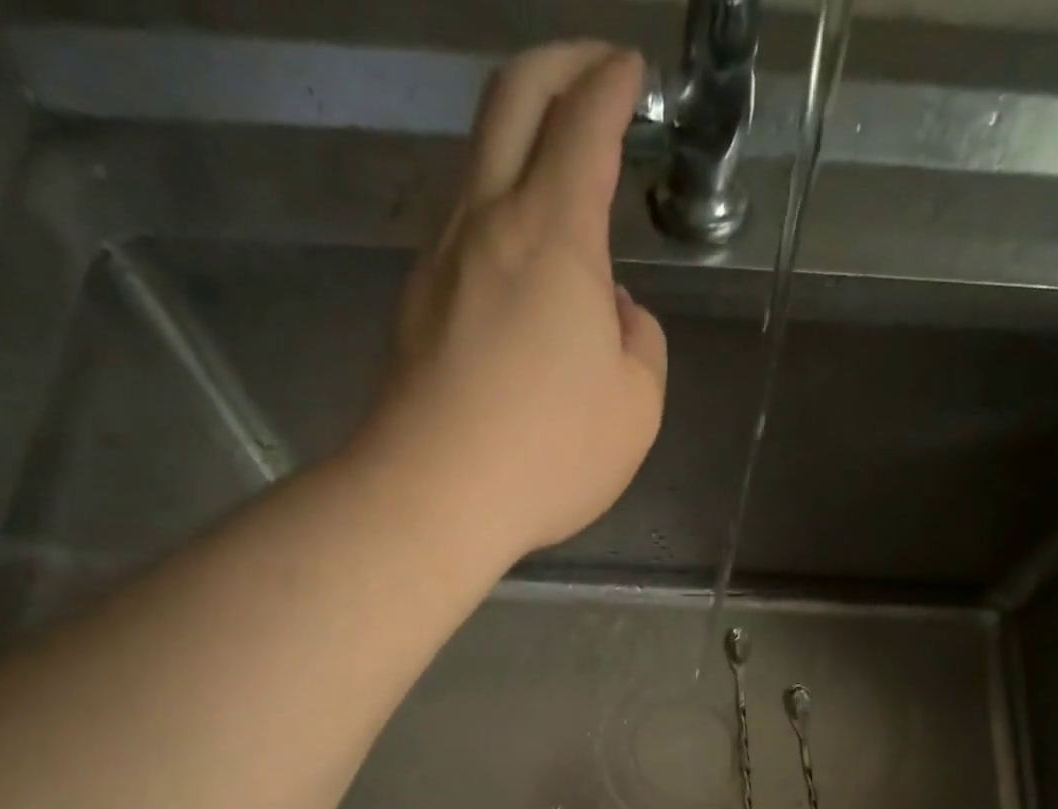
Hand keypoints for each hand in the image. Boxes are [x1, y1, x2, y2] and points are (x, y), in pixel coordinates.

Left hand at [360, 42, 667, 560]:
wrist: (431, 496)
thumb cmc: (547, 454)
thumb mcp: (636, 407)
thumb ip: (640, 341)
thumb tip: (612, 309)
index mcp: (554, 234)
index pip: (584, 120)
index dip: (614, 82)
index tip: (633, 73)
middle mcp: (488, 222)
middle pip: (512, 98)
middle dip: (559, 63)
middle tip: (594, 71)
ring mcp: (440, 260)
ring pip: (477, 161)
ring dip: (520, 141)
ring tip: (561, 172)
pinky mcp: (416, 304)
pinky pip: (462, 228)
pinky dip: (499, 210)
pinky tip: (523, 259)